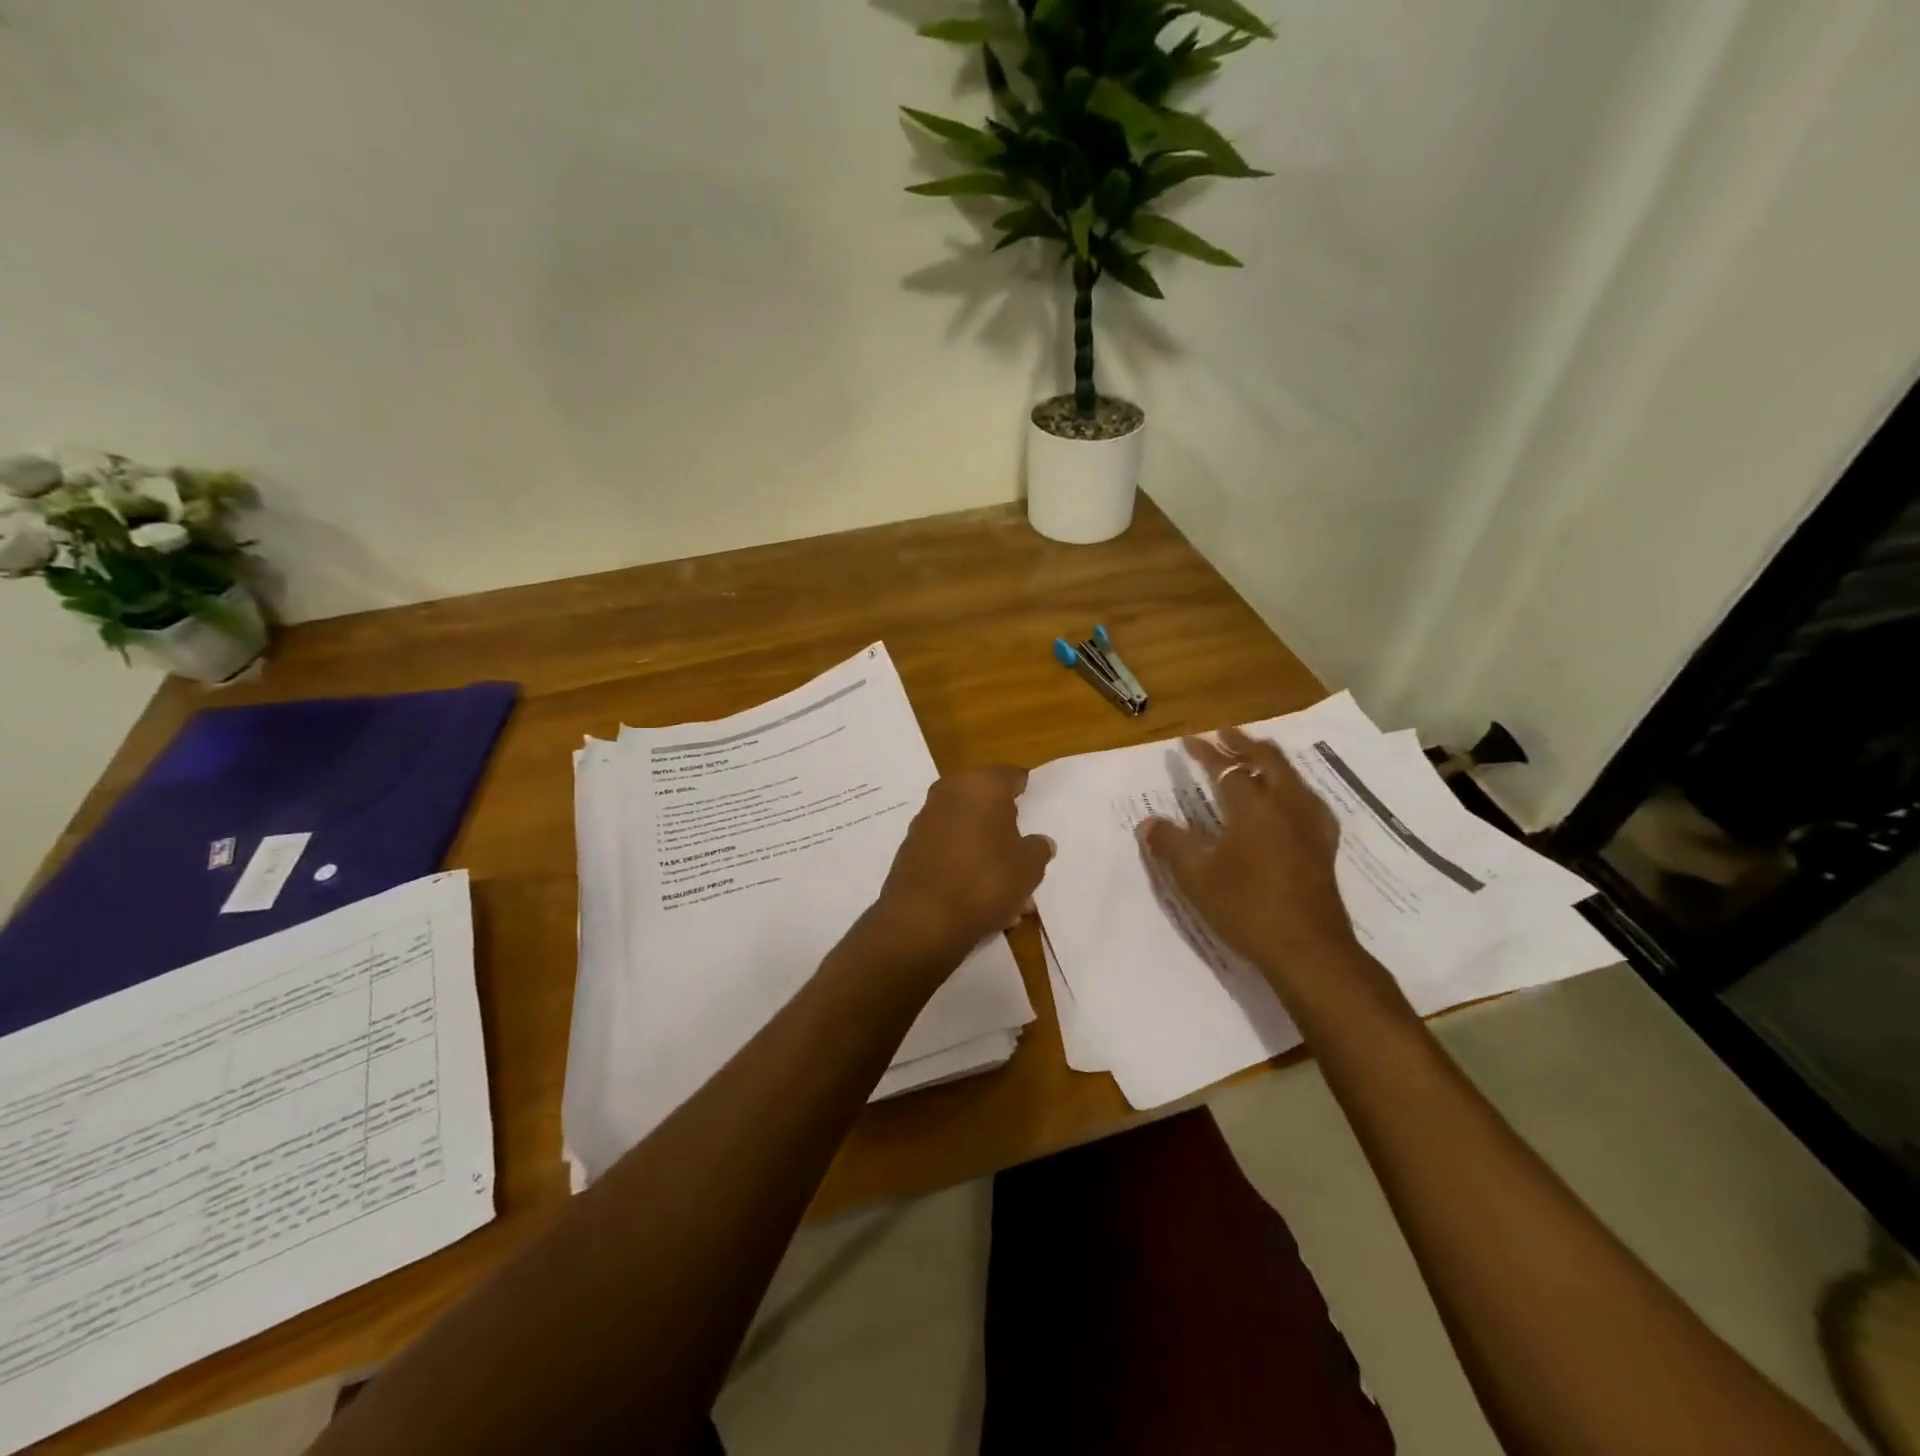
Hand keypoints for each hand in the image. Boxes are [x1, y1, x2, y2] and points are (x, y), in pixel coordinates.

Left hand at [864, 766, 1054, 976]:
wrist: (923, 919)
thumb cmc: (986, 880)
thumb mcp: (1029, 867)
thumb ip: (1039, 849)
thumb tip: (1040, 842)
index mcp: (981, 784)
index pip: (1013, 777)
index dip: (1030, 794)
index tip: (1041, 815)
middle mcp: (949, 792)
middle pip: (988, 806)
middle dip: (1008, 832)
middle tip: (1027, 859)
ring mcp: (926, 820)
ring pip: (969, 833)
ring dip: (988, 856)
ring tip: (1010, 896)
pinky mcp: (911, 849)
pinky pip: (949, 852)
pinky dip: (965, 869)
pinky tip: (980, 901)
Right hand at [1138, 728, 1376, 1009]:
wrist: (1308, 950)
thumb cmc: (1247, 909)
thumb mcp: (1196, 878)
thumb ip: (1171, 845)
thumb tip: (1148, 824)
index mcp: (1254, 808)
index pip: (1227, 768)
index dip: (1205, 753)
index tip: (1187, 741)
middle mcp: (1287, 806)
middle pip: (1267, 760)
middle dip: (1243, 743)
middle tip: (1224, 733)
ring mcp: (1311, 825)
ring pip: (1292, 776)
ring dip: (1269, 759)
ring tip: (1255, 754)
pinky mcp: (1324, 845)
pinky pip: (1308, 799)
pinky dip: (1291, 785)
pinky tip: (1290, 798)